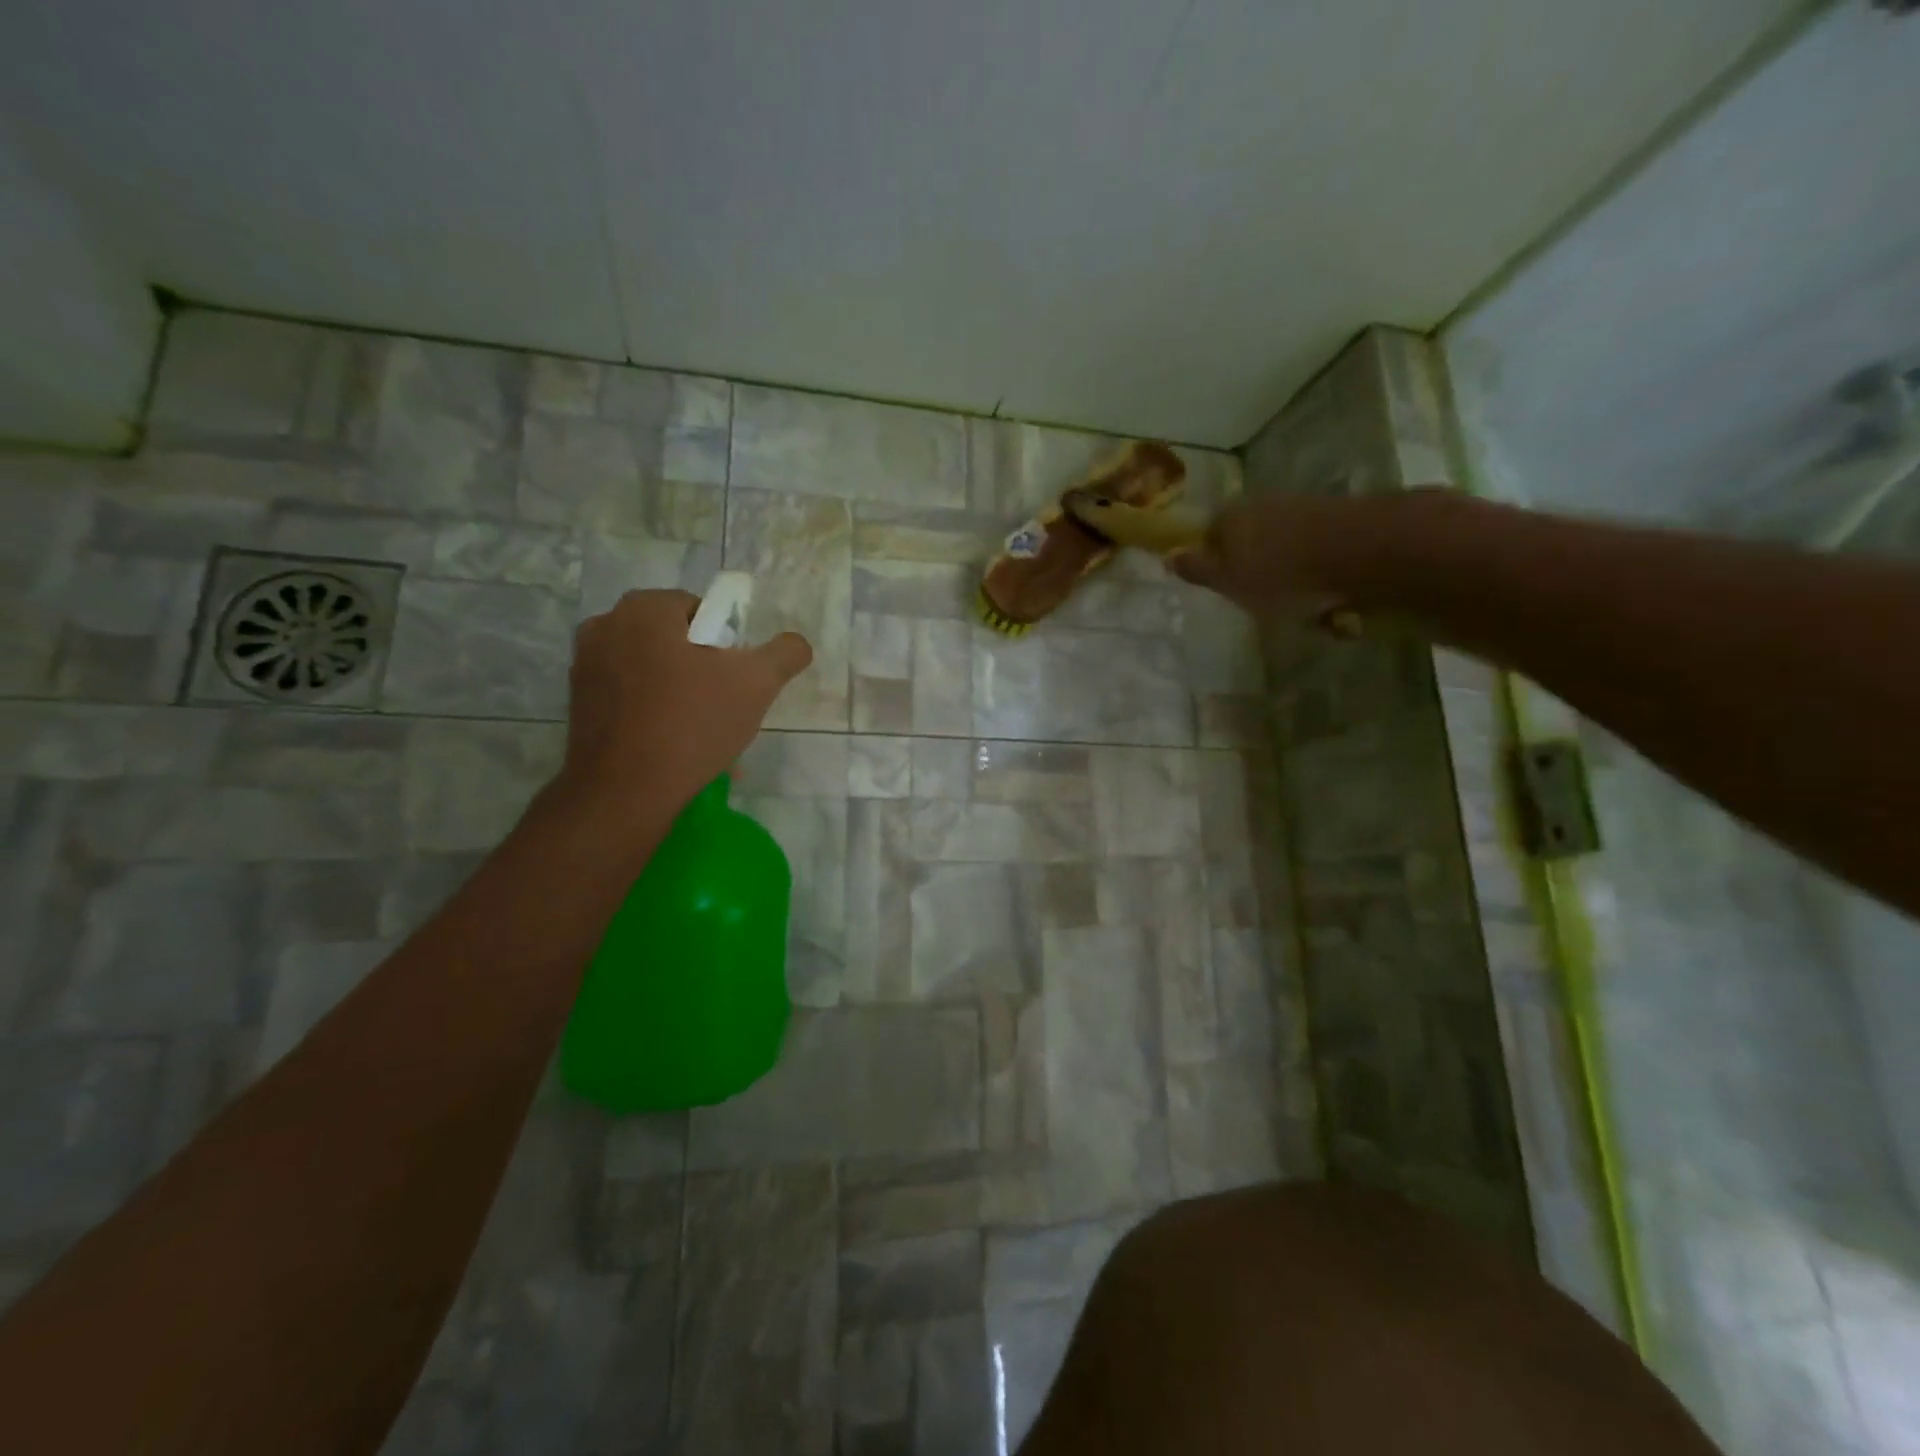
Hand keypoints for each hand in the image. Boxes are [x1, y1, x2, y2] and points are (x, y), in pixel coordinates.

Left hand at [558, 589, 812, 810]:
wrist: (626, 791)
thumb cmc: (692, 724)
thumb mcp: (757, 684)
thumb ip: (784, 654)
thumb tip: (796, 643)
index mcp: (643, 609)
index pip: (699, 610)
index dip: (726, 642)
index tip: (735, 677)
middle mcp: (605, 626)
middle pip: (673, 639)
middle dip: (701, 667)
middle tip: (722, 705)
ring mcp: (584, 666)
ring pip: (650, 669)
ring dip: (678, 691)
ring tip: (700, 732)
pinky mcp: (577, 704)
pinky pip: (628, 696)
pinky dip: (652, 712)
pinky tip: (672, 746)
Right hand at [1168, 492, 1355, 617]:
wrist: (1355, 551)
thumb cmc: (1278, 573)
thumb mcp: (1227, 581)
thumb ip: (1198, 570)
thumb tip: (1168, 556)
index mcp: (1228, 516)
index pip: (1209, 535)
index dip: (1214, 561)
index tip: (1224, 586)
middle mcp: (1260, 503)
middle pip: (1246, 536)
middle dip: (1251, 564)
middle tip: (1259, 595)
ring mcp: (1298, 505)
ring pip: (1280, 541)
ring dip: (1284, 568)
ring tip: (1296, 600)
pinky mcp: (1332, 515)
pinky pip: (1311, 546)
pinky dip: (1312, 566)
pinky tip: (1323, 589)